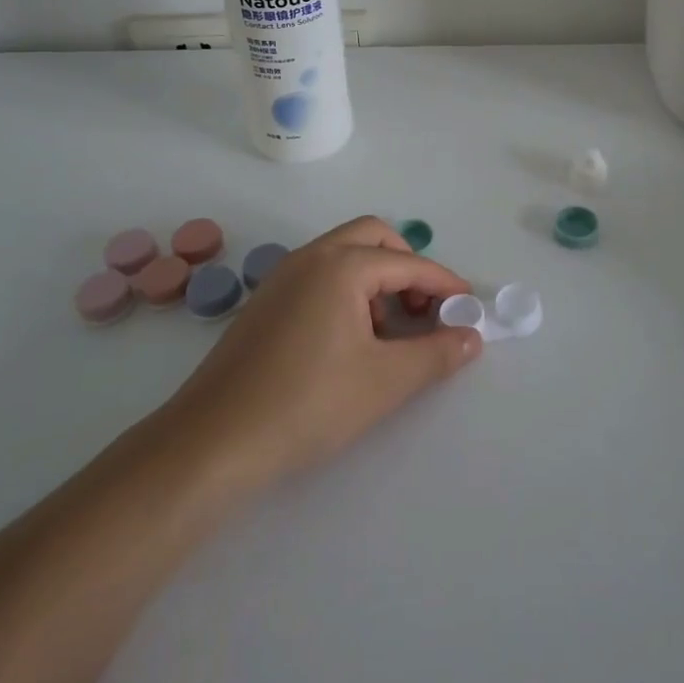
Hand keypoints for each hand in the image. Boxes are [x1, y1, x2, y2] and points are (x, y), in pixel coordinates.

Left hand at [159, 217, 480, 487]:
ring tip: (389, 333)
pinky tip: (349, 341)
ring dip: (377, 279)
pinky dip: (347, 291)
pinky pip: (320, 275)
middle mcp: (311, 257)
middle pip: (374, 238)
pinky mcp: (265, 303)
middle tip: (426, 309)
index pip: (409, 263)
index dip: (445, 285)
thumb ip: (436, 354)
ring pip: (344, 255)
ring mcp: (282, 277)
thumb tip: (472, 337)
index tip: (469, 308)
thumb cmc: (307, 405)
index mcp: (342, 265)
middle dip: (408, 267)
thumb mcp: (385, 381)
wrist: (212, 444)